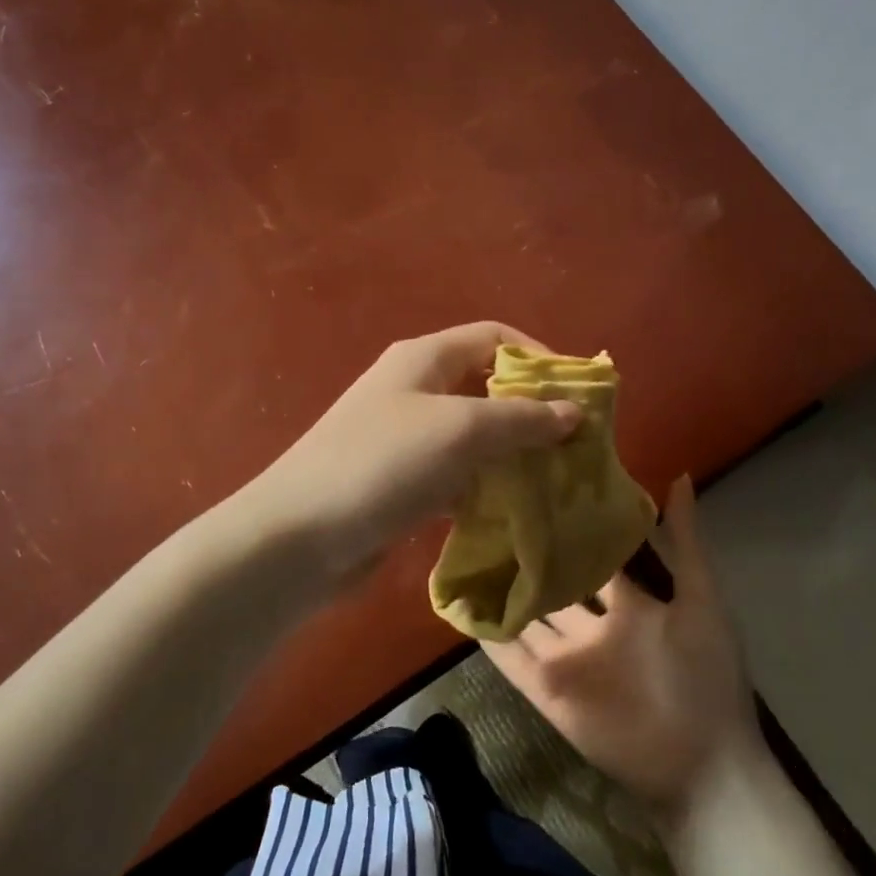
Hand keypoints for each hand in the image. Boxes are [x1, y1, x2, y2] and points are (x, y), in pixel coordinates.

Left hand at [247, 322, 582, 581]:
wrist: (299, 537)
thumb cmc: (383, 464)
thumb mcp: (461, 430)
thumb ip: (521, 419)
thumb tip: (572, 412)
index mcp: (424, 360)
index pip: (494, 337)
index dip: (538, 357)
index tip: (576, 395)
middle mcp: (413, 391)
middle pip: (485, 388)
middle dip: (531, 413)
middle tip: (572, 447)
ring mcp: (403, 440)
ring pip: (472, 437)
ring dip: (510, 456)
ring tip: (553, 483)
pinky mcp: (398, 484)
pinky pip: (453, 477)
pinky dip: (482, 489)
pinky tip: (508, 513)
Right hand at [485, 475, 769, 822]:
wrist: (702, 766)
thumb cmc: (707, 676)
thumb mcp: (703, 601)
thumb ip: (686, 542)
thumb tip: (678, 475)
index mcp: (627, 602)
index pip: (590, 556)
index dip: (568, 527)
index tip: (538, 488)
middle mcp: (590, 625)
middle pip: (553, 583)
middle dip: (528, 553)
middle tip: (490, 511)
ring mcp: (566, 657)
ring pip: (525, 615)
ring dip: (500, 590)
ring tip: (463, 548)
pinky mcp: (545, 689)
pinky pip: (510, 657)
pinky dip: (486, 635)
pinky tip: (459, 604)